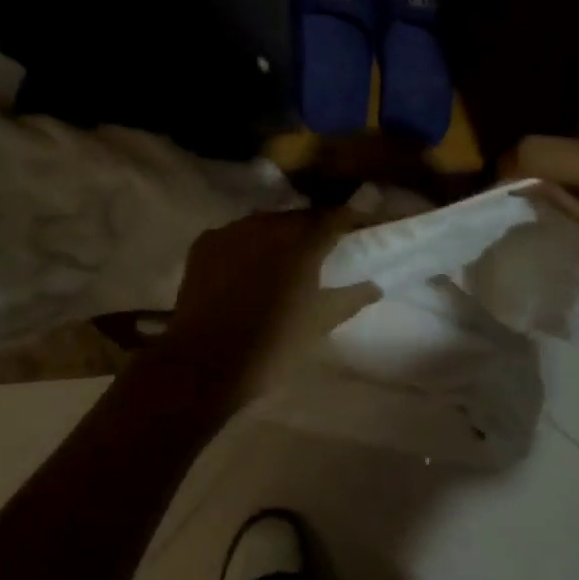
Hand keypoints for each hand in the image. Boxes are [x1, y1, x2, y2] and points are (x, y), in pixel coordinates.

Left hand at [161, 210, 379, 399]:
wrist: (204, 363)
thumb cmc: (272, 345)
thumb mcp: (320, 324)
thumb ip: (351, 298)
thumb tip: (374, 286)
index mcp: (304, 241)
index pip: (336, 216)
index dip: (350, 220)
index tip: (359, 229)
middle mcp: (269, 224)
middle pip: (299, 217)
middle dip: (312, 230)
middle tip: (320, 253)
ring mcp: (233, 229)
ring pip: (265, 224)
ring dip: (277, 237)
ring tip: (280, 262)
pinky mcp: (205, 242)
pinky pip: (235, 236)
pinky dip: (245, 247)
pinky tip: (245, 270)